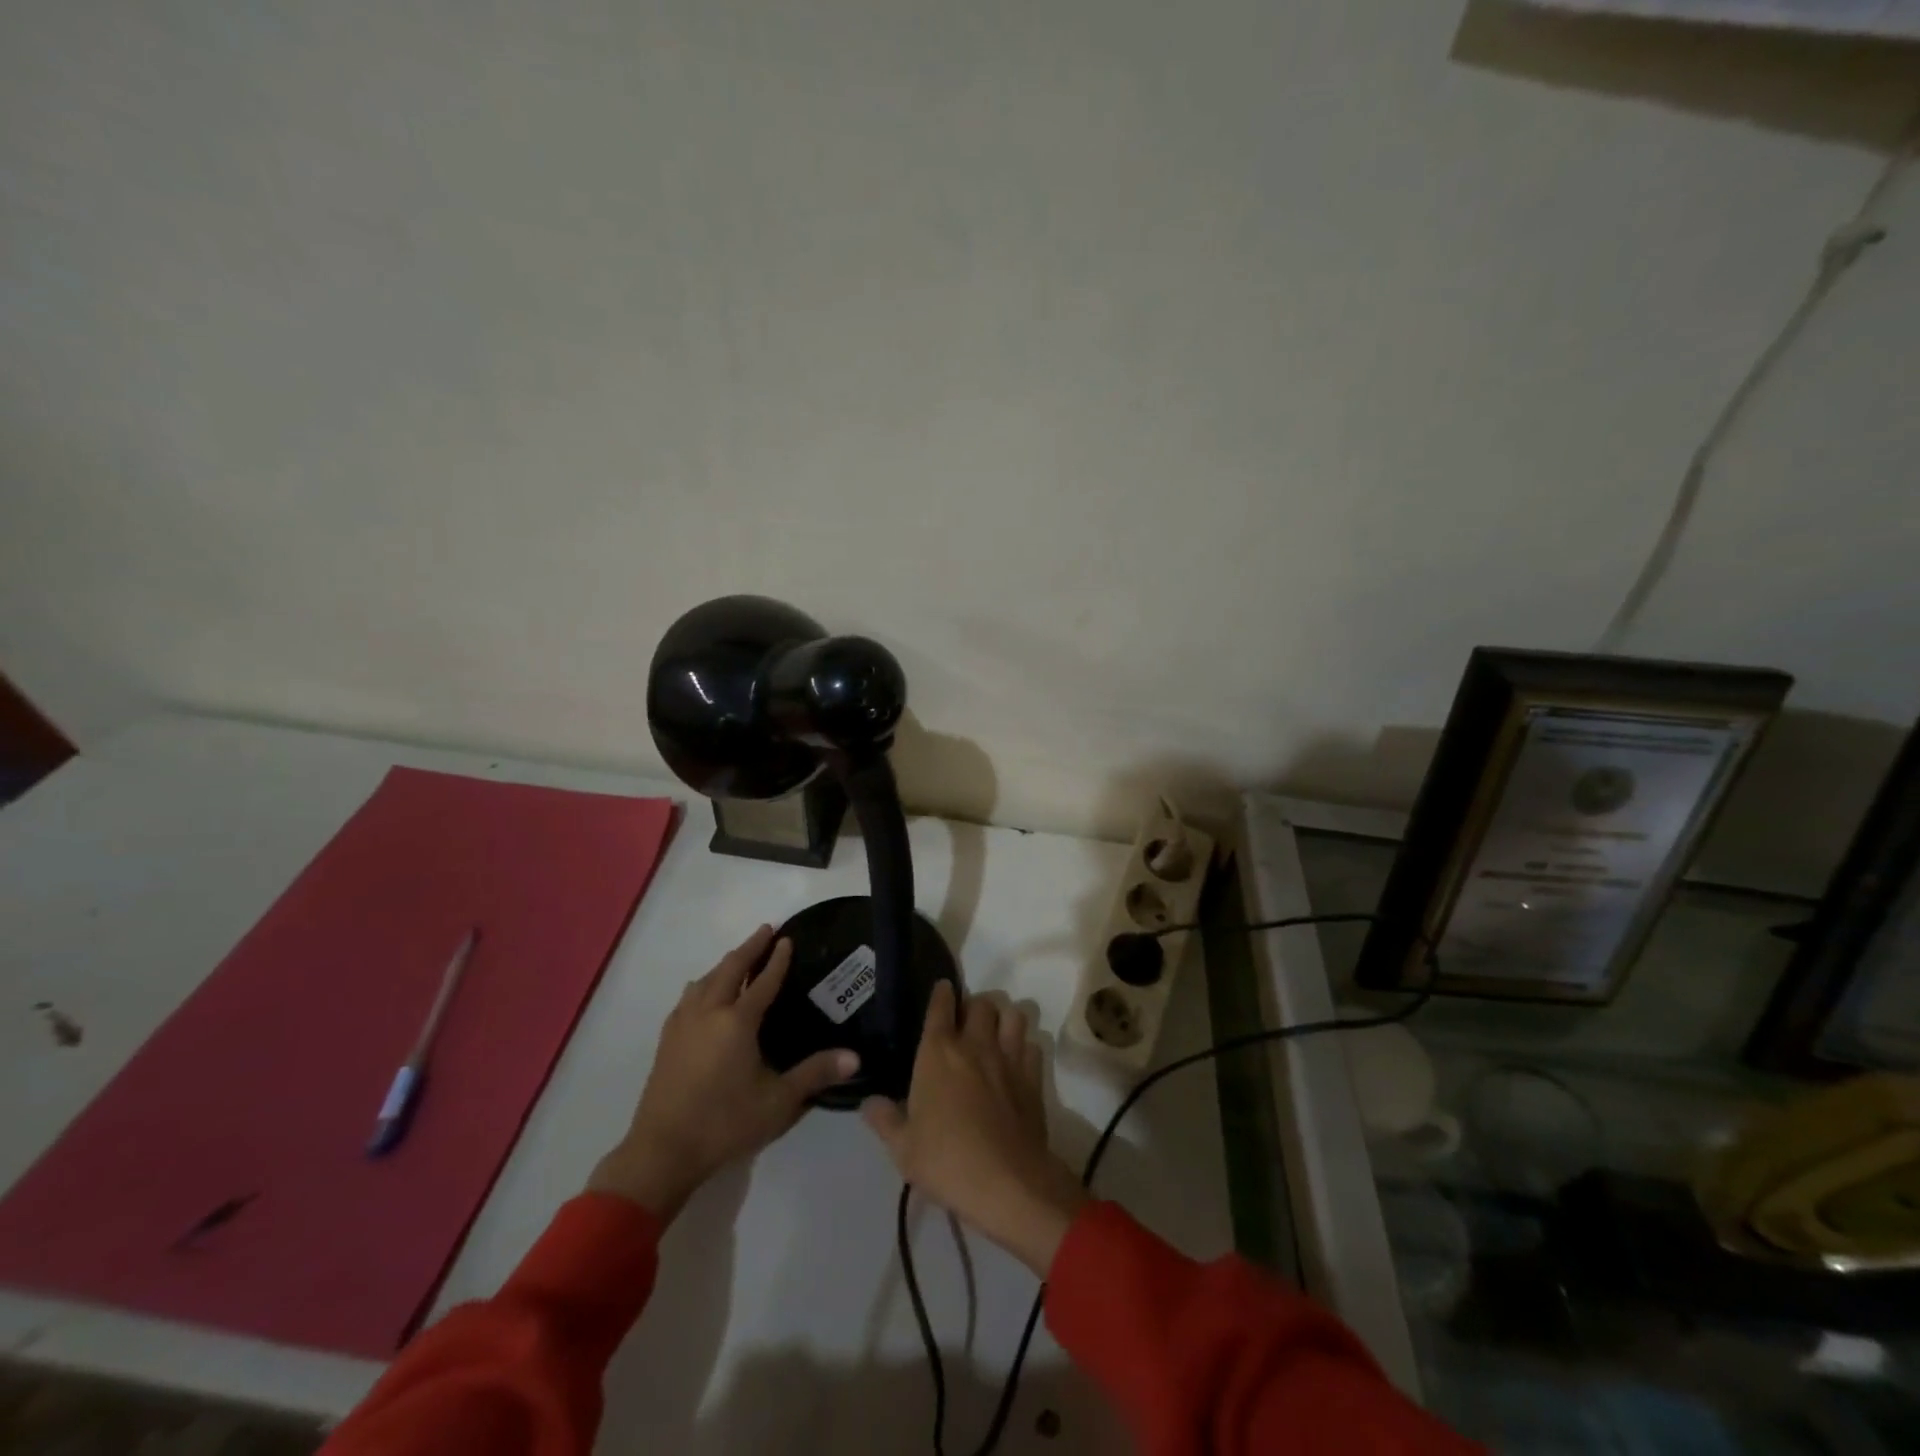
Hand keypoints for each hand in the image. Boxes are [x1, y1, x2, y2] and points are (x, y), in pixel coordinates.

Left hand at [588, 925, 857, 1221]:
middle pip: (729, 969)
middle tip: (766, 931)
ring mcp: (683, 1024)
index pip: (762, 982)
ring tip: (737, 959)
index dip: (777, 960)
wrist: (662, 1151)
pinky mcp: (667, 1040)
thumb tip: (855, 1058)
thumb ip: (815, 1074)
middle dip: (749, 948)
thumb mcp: (778, 1102)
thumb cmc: (724, 1123)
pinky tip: (703, 993)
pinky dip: (704, 984)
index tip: (787, 938)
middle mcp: (708, 1013)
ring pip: (705, 980)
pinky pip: (688, 997)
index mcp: (737, 1022)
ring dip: (724, 964)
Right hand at [862, 981, 1085, 1276]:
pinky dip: (1024, 1048)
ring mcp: (1008, 1058)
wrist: (1007, 1183)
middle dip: (973, 1006)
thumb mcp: (902, 1148)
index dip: (941, 994)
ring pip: (1012, 1015)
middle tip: (966, 1023)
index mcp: (938, 1052)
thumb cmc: (946, 1161)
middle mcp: (975, 1044)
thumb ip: (885, 1119)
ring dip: (1003, 1018)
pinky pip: (1032, 1046)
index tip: (942, 990)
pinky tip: (1017, 1063)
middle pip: (981, 1003)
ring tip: (995, 1033)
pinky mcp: (1033, 1078)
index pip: (940, 1005)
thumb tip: (869, 1103)